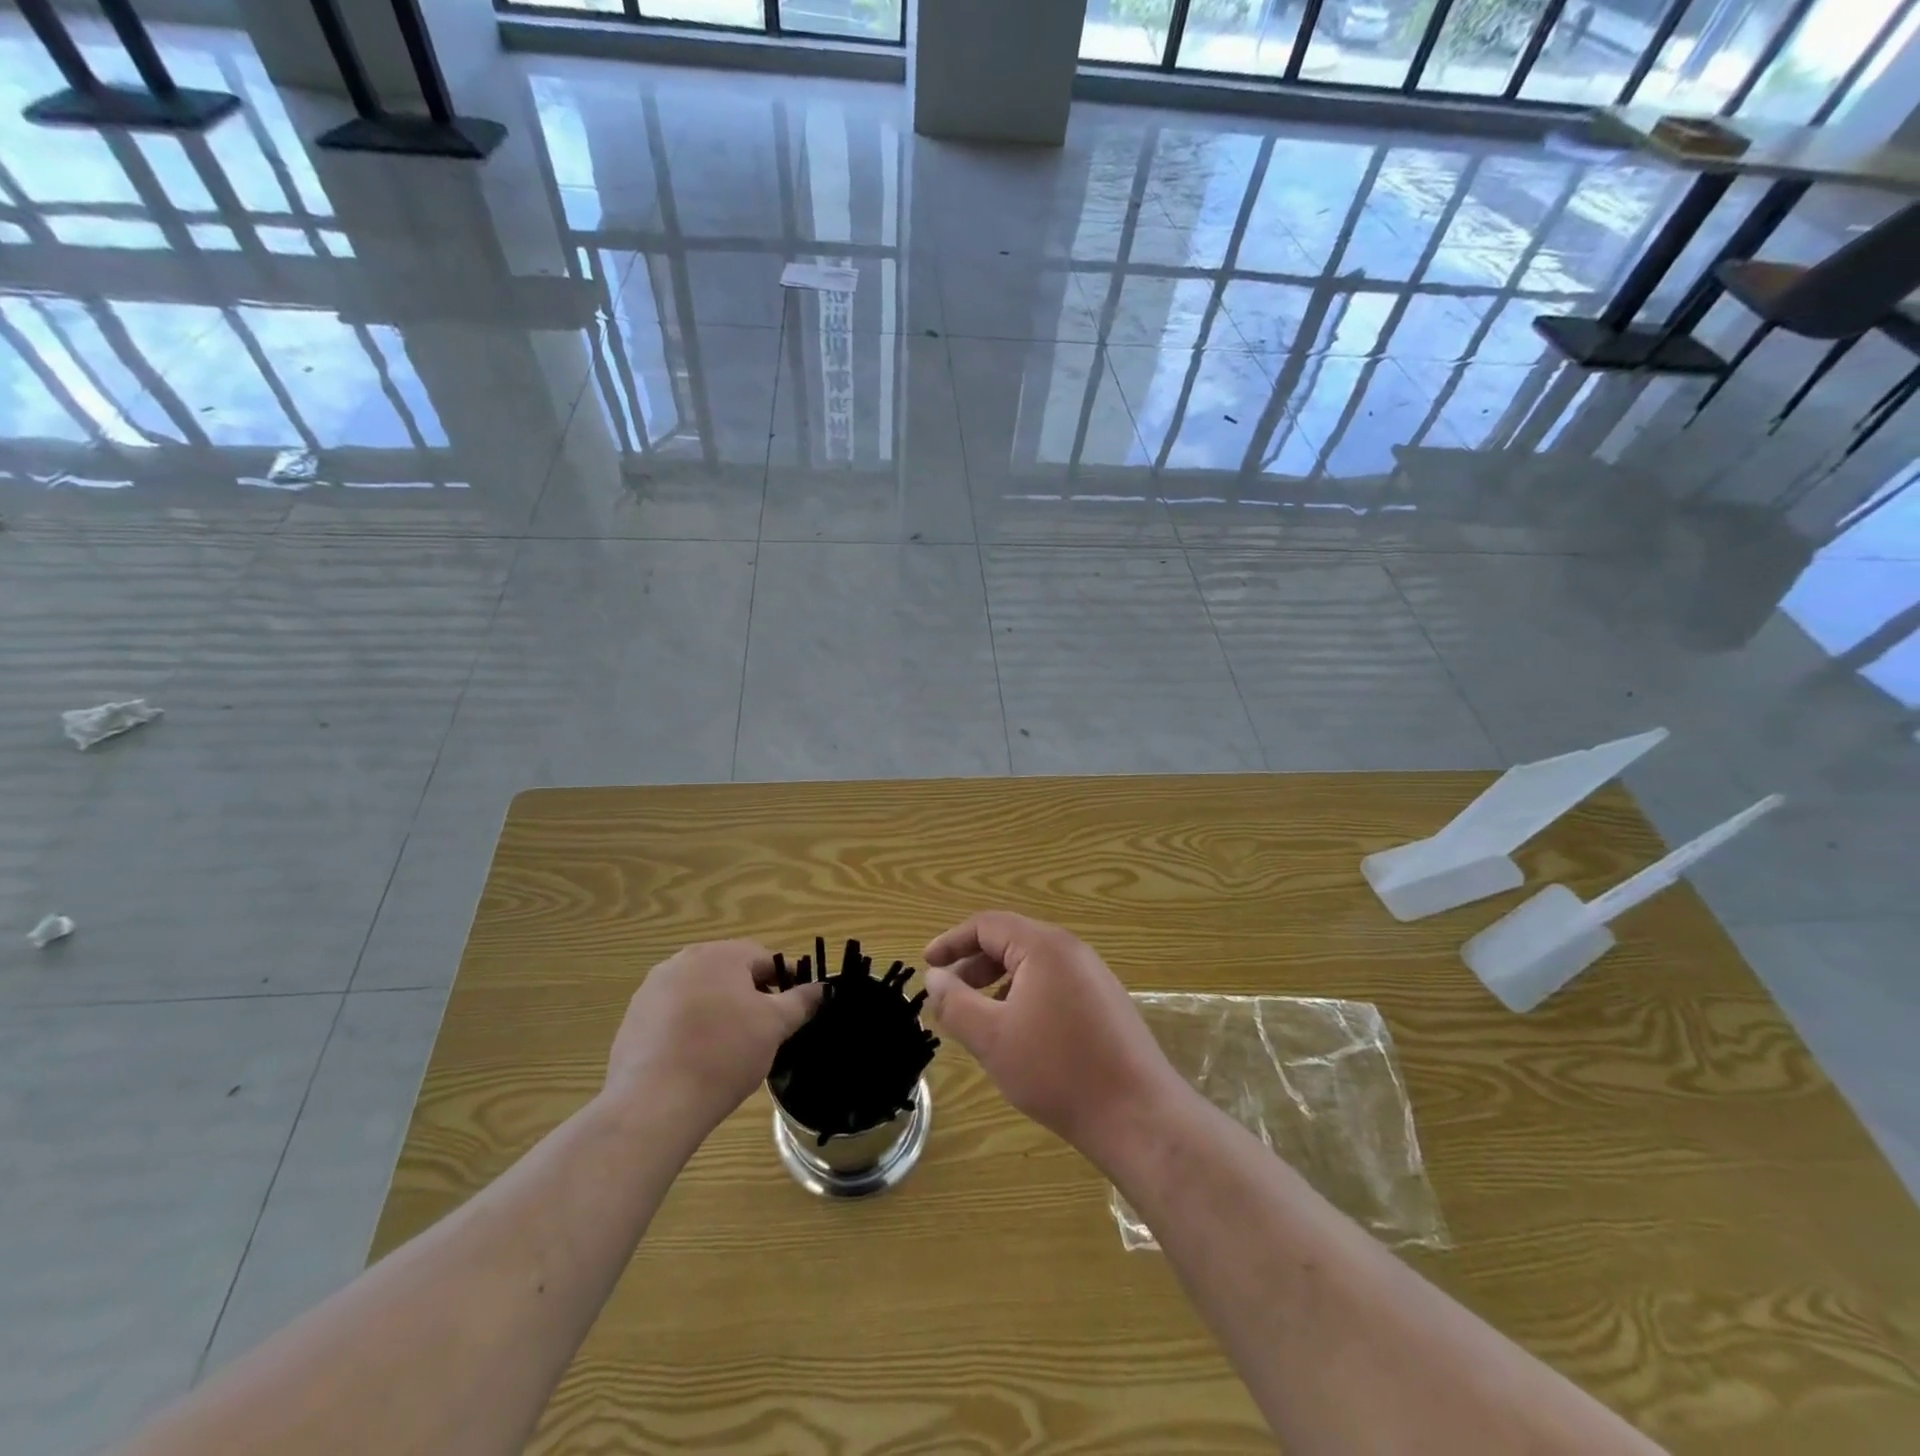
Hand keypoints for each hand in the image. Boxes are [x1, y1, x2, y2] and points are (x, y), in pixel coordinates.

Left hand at [606, 941, 823, 1135]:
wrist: (653, 1104)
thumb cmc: (723, 1054)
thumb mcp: (774, 1026)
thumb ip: (800, 1002)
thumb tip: (822, 988)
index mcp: (718, 954)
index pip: (764, 959)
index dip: (786, 982)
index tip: (795, 1010)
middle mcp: (681, 962)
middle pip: (730, 973)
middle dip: (751, 997)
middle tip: (765, 1031)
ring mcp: (651, 990)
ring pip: (700, 994)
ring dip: (720, 1012)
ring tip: (731, 1049)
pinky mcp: (632, 1021)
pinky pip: (673, 1016)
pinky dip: (690, 1030)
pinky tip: (697, 1060)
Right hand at [923, 912, 1184, 1164]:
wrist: (1138, 1115)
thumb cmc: (1057, 1071)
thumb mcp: (992, 1037)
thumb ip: (956, 1003)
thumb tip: (935, 978)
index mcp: (1044, 946)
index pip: (987, 925)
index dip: (952, 942)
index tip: (926, 964)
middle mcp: (1072, 950)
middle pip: (1011, 941)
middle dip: (973, 965)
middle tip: (948, 996)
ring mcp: (1094, 976)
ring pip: (1033, 965)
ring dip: (998, 983)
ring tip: (978, 1018)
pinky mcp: (1106, 1003)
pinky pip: (1054, 984)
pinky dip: (1025, 996)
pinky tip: (1018, 1033)